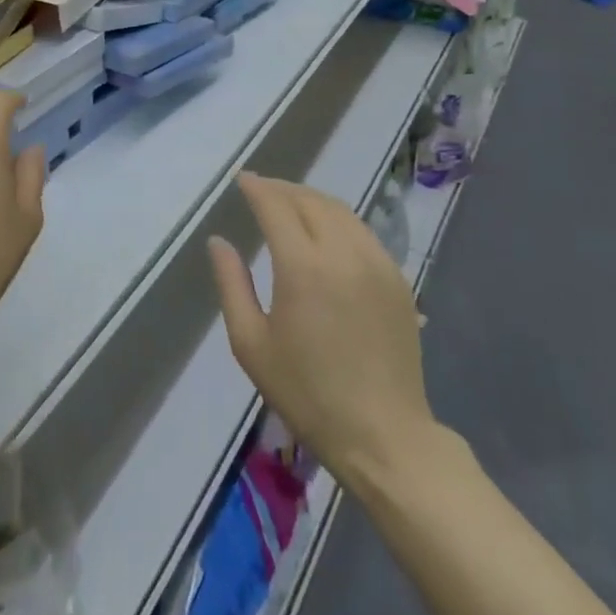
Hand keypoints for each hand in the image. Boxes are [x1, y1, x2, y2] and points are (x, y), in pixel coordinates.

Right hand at [208, 173, 438, 481]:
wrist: (384, 436)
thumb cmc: (307, 393)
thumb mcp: (251, 343)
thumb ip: (231, 284)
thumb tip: (218, 241)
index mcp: (303, 268)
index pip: (276, 207)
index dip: (257, 188)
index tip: (241, 179)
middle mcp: (343, 253)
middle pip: (310, 201)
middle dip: (282, 189)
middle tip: (261, 189)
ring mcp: (377, 264)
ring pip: (340, 211)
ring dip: (311, 199)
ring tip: (290, 203)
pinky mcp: (397, 280)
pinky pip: (362, 232)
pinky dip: (337, 219)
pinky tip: (325, 231)